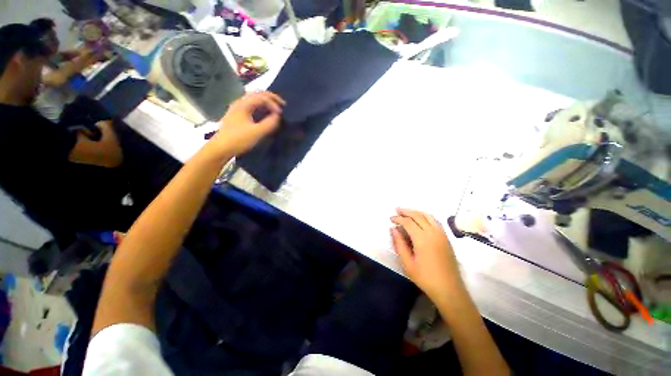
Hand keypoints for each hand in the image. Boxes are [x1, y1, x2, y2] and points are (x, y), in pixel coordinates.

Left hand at [207, 91, 284, 157]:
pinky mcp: (238, 116)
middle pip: (257, 94)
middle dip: (271, 98)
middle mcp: (240, 103)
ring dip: (266, 102)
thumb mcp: (257, 132)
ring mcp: (238, 109)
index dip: (274, 103)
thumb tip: (278, 116)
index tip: (281, 114)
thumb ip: (269, 123)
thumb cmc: (238, 139)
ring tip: (276, 109)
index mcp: (243, 104)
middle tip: (282, 105)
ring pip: (254, 100)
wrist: (221, 149)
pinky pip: (252, 106)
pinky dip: (261, 108)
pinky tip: (265, 115)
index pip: (262, 97)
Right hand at [391, 208, 463, 303]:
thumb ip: (399, 244)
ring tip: (407, 212)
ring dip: (416, 212)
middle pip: (418, 215)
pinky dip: (426, 216)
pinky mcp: (446, 238)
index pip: (408, 222)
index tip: (391, 218)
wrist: (449, 289)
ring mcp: (442, 234)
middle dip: (406, 211)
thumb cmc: (425, 278)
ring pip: (428, 216)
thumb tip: (393, 229)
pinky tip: (420, 219)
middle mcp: (433, 233)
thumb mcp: (407, 263)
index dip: (398, 218)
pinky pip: (435, 221)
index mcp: (422, 239)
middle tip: (396, 209)